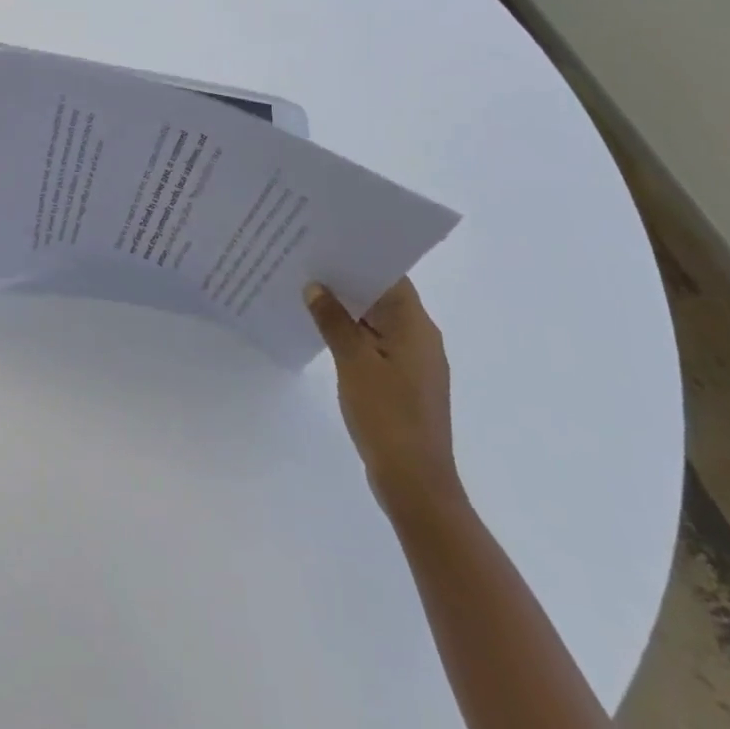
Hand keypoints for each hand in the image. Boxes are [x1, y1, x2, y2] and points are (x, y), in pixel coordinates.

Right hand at [304, 277, 461, 515]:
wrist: (415, 485)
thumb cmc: (388, 416)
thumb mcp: (354, 362)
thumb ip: (334, 321)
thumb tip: (316, 287)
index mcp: (416, 327)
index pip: (390, 276)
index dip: (360, 258)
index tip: (327, 243)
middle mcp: (421, 338)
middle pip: (384, 297)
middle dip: (348, 282)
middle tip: (308, 263)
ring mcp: (414, 363)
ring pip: (378, 321)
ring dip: (348, 309)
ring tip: (308, 292)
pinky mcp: (404, 383)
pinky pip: (376, 344)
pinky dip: (353, 334)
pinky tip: (324, 332)